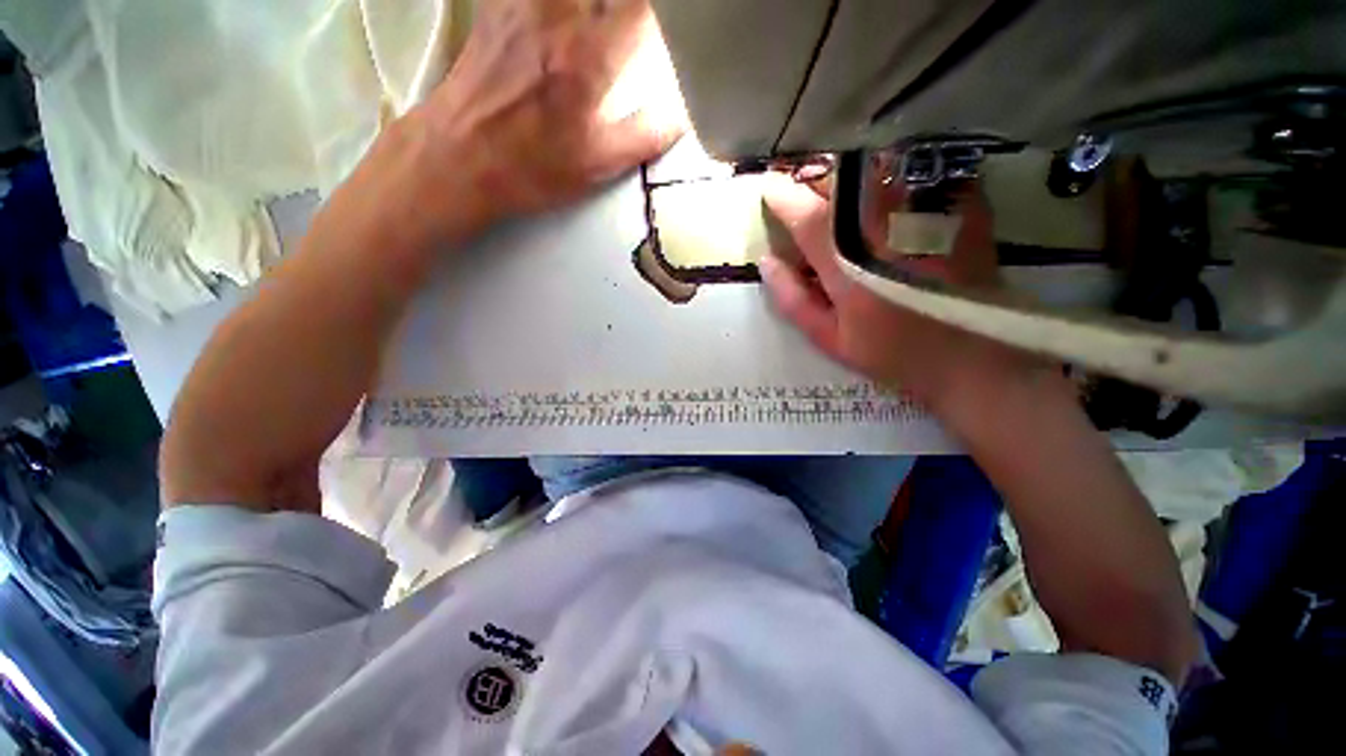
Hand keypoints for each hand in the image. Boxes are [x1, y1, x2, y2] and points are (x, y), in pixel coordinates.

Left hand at [414, 0, 682, 226]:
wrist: (460, 158)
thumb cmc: (533, 168)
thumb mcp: (599, 165)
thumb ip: (648, 134)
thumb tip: (684, 111)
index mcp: (588, 55)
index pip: (642, 6)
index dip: (665, 12)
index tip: (680, 22)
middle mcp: (557, 11)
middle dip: (631, 5)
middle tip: (642, 22)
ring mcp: (523, 0)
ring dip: (598, 4)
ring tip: (610, 20)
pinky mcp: (499, 1)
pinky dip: (562, 3)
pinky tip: (569, 17)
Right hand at [759, 174, 1045, 411]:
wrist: (972, 356)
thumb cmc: (892, 352)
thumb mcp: (829, 338)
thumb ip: (793, 299)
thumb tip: (767, 262)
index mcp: (845, 261)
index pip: (805, 213)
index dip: (782, 196)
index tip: (769, 188)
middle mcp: (882, 225)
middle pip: (840, 178)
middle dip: (814, 177)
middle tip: (804, 187)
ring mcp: (923, 210)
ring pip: (875, 167)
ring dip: (849, 171)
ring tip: (840, 186)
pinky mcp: (957, 206)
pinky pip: (917, 169)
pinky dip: (892, 171)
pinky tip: (886, 189)